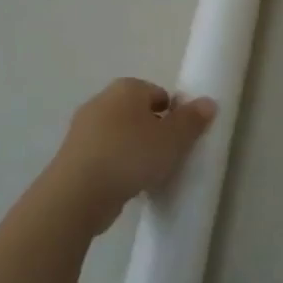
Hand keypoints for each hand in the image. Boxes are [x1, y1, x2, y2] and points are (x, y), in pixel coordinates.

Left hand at [50, 77, 216, 227]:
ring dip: (135, 149)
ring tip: (150, 173)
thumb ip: (192, 120)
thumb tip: (208, 102)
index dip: (173, 113)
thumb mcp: (172, 139)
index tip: (182, 137)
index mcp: (126, 88)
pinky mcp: (73, 156)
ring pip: (120, 134)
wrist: (78, 193)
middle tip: (169, 154)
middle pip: (138, 112)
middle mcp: (101, 101)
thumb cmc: (131, 156)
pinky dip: (117, 165)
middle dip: (154, 130)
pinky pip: (105, 155)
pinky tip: (128, 185)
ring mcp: (83, 129)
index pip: (158, 93)